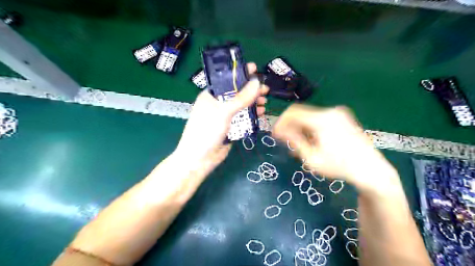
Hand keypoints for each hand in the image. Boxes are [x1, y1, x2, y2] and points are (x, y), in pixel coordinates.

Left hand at [174, 63, 270, 174]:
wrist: (200, 158)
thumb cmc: (207, 130)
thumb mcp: (224, 111)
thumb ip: (241, 98)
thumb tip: (257, 83)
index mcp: (210, 95)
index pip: (227, 80)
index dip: (240, 74)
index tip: (254, 69)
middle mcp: (217, 104)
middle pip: (237, 93)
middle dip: (251, 90)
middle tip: (265, 89)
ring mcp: (224, 116)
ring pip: (242, 106)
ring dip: (253, 103)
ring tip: (265, 101)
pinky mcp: (230, 127)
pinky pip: (243, 118)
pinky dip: (252, 114)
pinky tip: (261, 112)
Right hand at [271, 104, 397, 193]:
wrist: (371, 169)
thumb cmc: (339, 166)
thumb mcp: (312, 157)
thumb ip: (294, 141)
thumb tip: (279, 130)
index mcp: (322, 119)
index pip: (293, 112)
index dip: (281, 122)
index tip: (275, 134)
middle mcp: (330, 111)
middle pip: (301, 114)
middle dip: (290, 126)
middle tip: (285, 141)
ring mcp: (338, 113)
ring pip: (310, 117)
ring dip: (300, 128)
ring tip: (298, 145)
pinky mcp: (343, 118)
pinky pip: (320, 119)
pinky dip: (311, 128)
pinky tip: (310, 141)